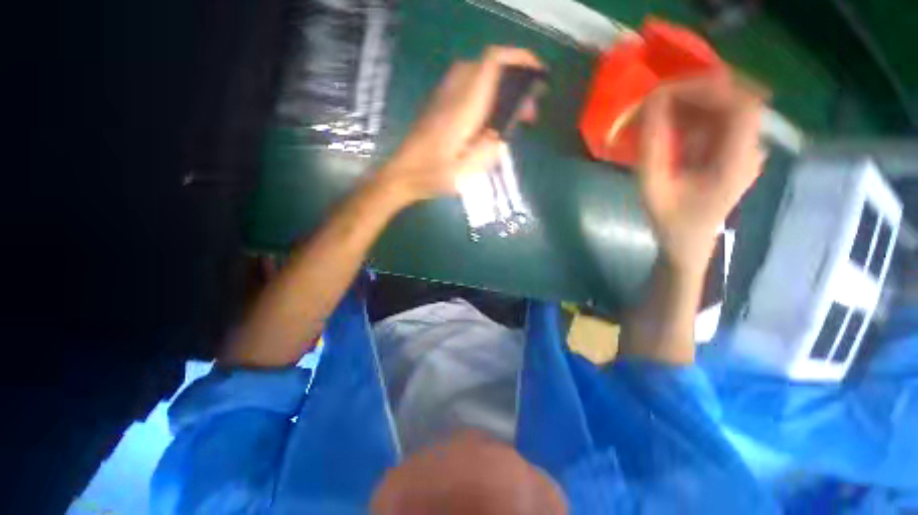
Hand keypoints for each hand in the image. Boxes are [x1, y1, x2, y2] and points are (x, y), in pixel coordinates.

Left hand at [378, 47, 543, 202]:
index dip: (518, 59)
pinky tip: (488, 120)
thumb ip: (488, 151)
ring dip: (499, 86)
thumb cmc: (432, 176)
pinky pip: (466, 85)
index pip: (491, 64)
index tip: (537, 75)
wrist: (402, 174)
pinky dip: (485, 93)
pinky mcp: (438, 105)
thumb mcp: (465, 173)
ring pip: (476, 74)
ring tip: (510, 116)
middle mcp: (453, 94)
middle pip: (487, 65)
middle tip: (525, 113)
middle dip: (514, 80)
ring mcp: (443, 98)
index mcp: (462, 109)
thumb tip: (501, 136)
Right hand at [638, 74, 765, 273]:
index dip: (707, 89)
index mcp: (737, 162)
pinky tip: (671, 125)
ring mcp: (745, 148)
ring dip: (692, 102)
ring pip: (727, 105)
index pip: (741, 106)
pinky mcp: (734, 149)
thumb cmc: (670, 221)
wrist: (688, 243)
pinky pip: (719, 118)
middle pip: (736, 99)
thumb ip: (652, 146)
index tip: (668, 92)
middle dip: (695, 92)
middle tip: (658, 99)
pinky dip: (693, 114)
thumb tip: (651, 103)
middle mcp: (750, 149)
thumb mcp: (652, 187)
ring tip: (659, 112)